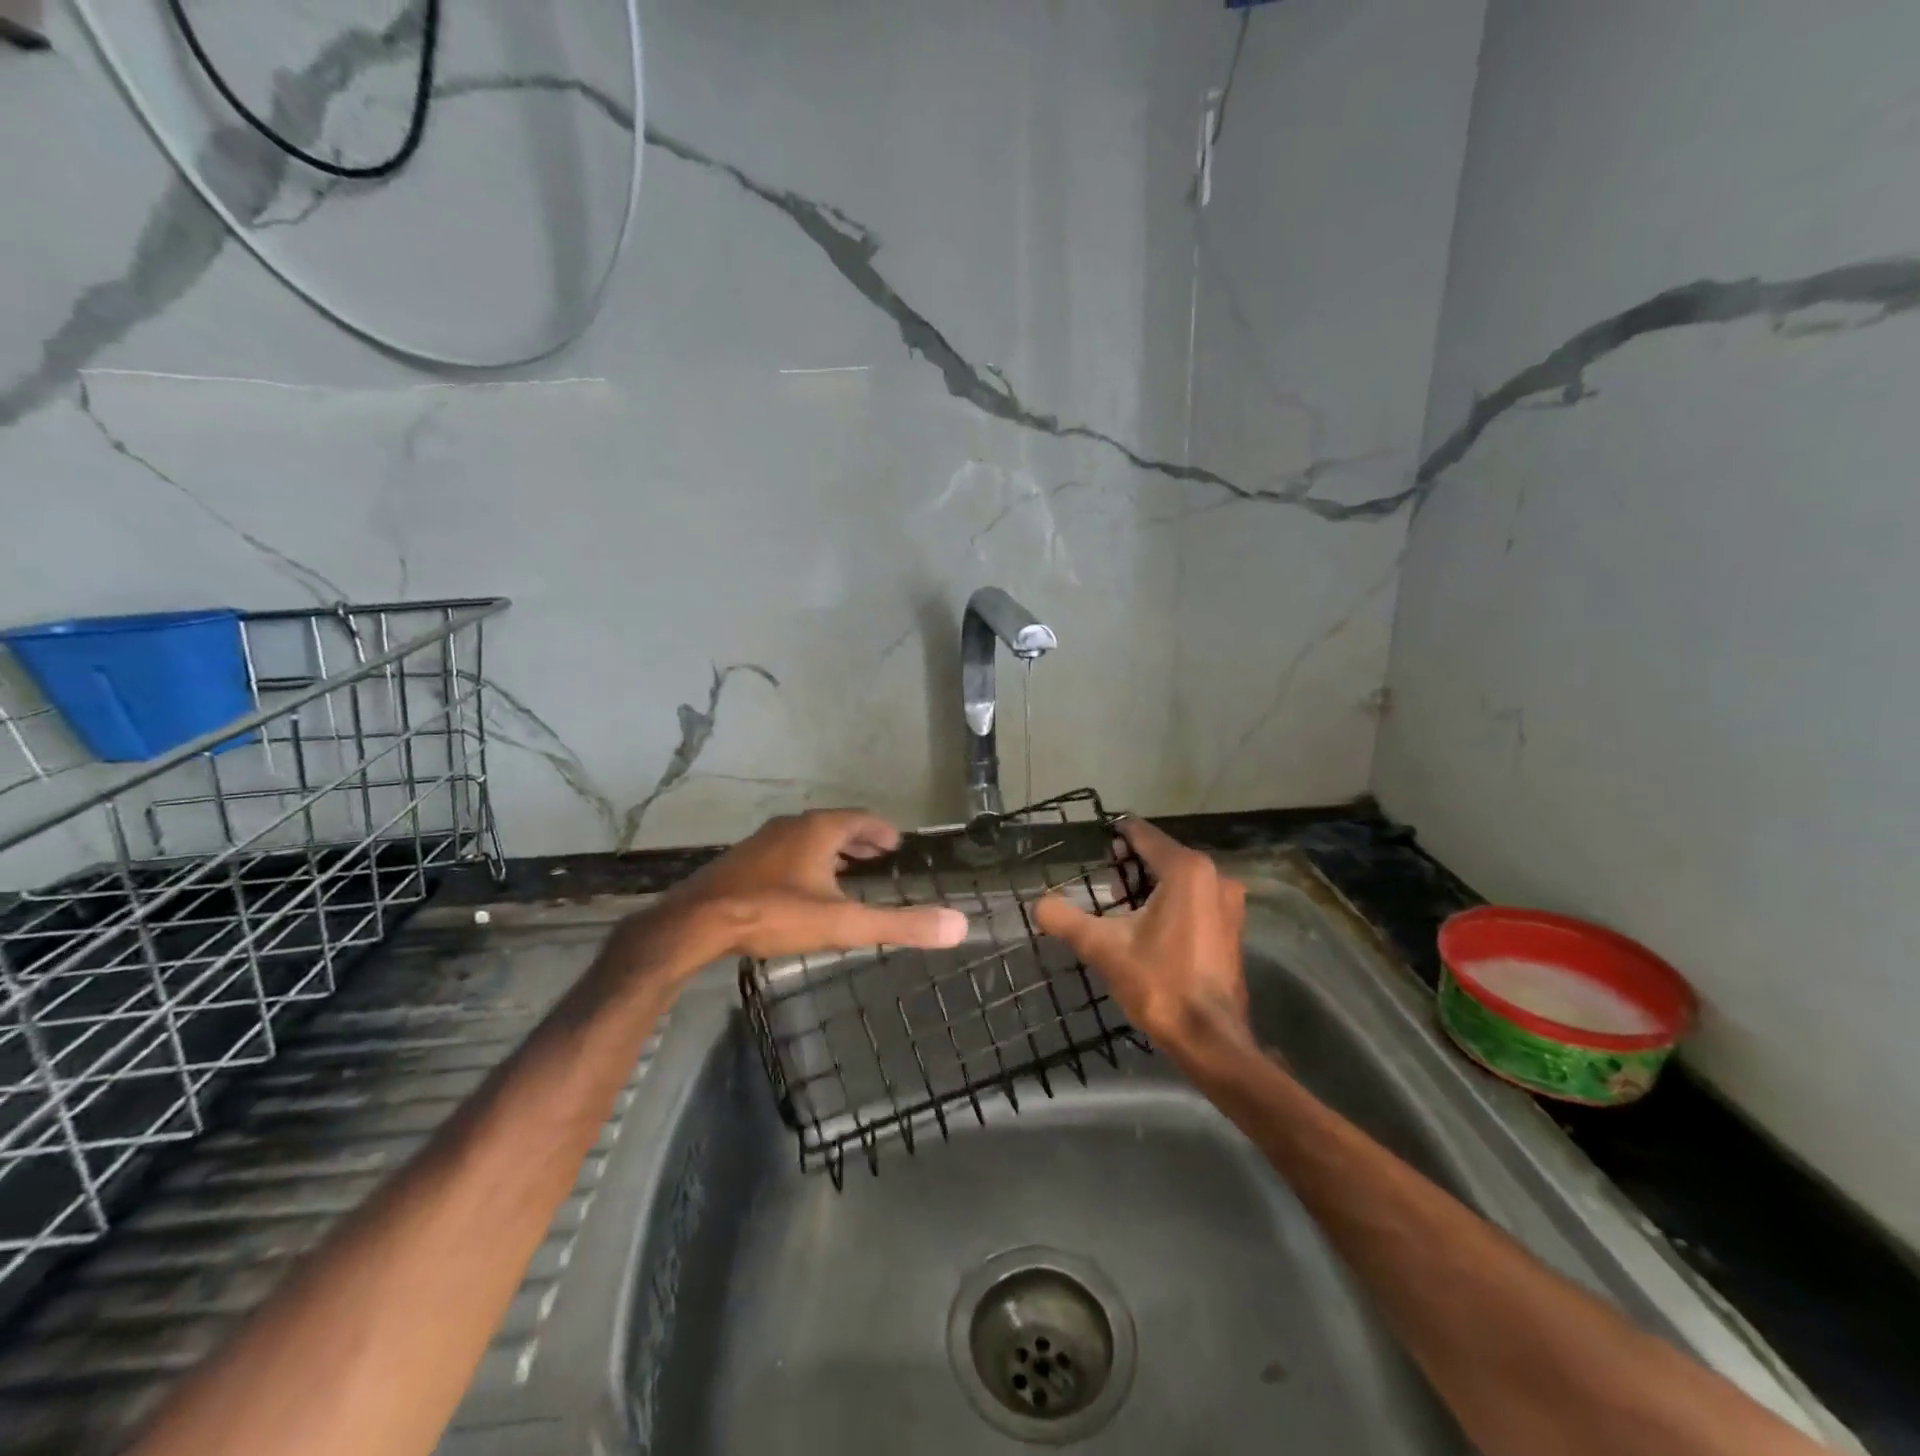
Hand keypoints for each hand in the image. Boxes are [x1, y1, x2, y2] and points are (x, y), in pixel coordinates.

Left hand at [657, 809, 967, 961]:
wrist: (696, 923)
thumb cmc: (774, 914)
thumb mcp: (843, 923)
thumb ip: (900, 924)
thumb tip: (959, 926)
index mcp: (818, 830)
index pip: (860, 818)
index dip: (881, 830)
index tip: (895, 843)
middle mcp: (790, 826)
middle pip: (833, 825)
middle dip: (858, 839)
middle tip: (877, 854)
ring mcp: (761, 842)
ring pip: (805, 838)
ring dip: (830, 849)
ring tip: (844, 869)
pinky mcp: (740, 862)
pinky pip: (783, 852)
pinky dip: (803, 860)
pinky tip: (800, 887)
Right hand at [1033, 817, 1250, 1058]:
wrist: (1210, 1038)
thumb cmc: (1159, 984)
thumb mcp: (1103, 948)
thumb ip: (1066, 919)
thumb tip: (1038, 904)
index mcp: (1186, 871)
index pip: (1144, 835)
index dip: (1117, 834)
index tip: (1096, 839)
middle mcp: (1215, 876)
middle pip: (1163, 855)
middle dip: (1132, 865)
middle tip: (1104, 883)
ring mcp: (1230, 903)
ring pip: (1181, 879)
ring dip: (1151, 885)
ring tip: (1121, 905)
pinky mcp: (1233, 927)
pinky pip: (1196, 899)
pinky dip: (1172, 902)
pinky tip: (1150, 926)